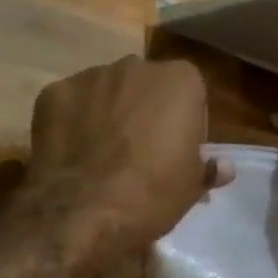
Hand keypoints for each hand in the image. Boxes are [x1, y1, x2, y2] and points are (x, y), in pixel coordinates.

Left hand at [27, 57, 233, 246]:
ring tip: (100, 154)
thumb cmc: (151, 195)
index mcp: (180, 80)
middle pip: (145, 86)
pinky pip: (70, 103)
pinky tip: (72, 153)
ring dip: (108, 112)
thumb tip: (224, 166)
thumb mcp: (191, 188)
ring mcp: (90, 76)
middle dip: (144, 110)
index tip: (177, 152)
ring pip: (106, 91)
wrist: (81, 212)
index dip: (185, 124)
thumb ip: (208, 168)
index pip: (190, 93)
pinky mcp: (53, 92)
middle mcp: (136, 66)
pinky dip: (72, 121)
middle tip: (139, 151)